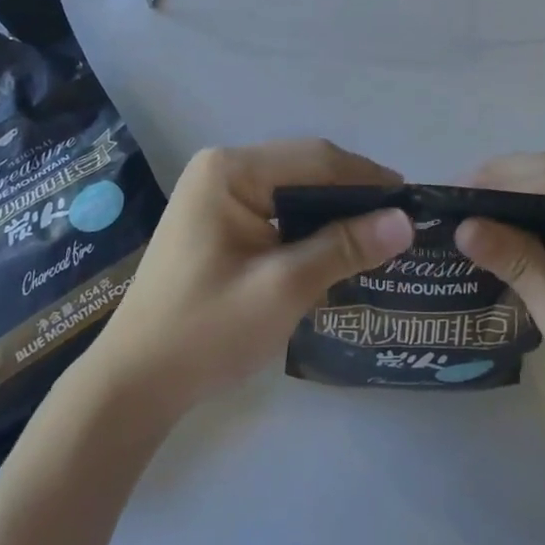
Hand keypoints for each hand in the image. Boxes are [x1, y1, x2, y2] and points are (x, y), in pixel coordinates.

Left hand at [89, 139, 413, 417]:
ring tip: (378, 236)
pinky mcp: (219, 220)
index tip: (411, 201)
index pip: (315, 159)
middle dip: (352, 195)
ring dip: (333, 212)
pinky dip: (309, 226)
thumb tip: (405, 221)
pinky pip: (277, 210)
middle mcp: (223, 168)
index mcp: (231, 169)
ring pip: (293, 191)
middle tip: (399, 225)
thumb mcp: (283, 289)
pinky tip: (335, 248)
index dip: (366, 178)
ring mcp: (218, 193)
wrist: (134, 386)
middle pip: (305, 169)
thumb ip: (343, 248)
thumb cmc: (205, 331)